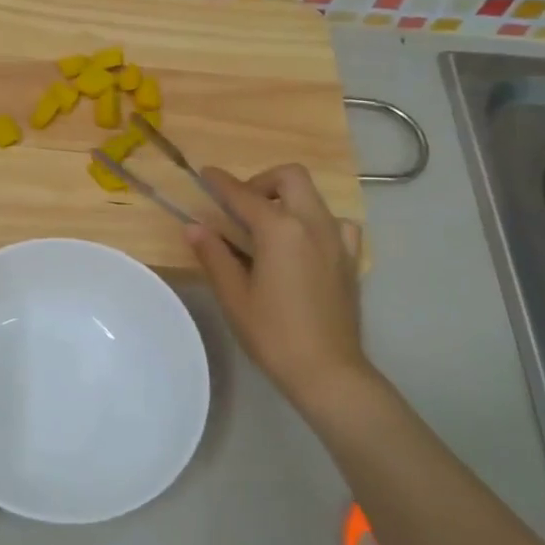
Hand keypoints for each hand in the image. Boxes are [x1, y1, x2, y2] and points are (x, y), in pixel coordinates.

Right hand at [186, 165, 379, 424]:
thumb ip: (214, 255)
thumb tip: (194, 227)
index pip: (244, 195)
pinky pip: (335, 223)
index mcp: (280, 230)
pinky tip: (301, 245)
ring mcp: (338, 240)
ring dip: (288, 199)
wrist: (328, 370)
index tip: (206, 174)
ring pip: (314, 197)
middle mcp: (313, 224)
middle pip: (290, 177)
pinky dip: (314, 222)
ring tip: (268, 227)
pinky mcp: (350, 258)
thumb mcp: (234, 296)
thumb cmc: (273, 334)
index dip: (222, 183)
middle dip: (263, 181)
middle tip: (242, 205)